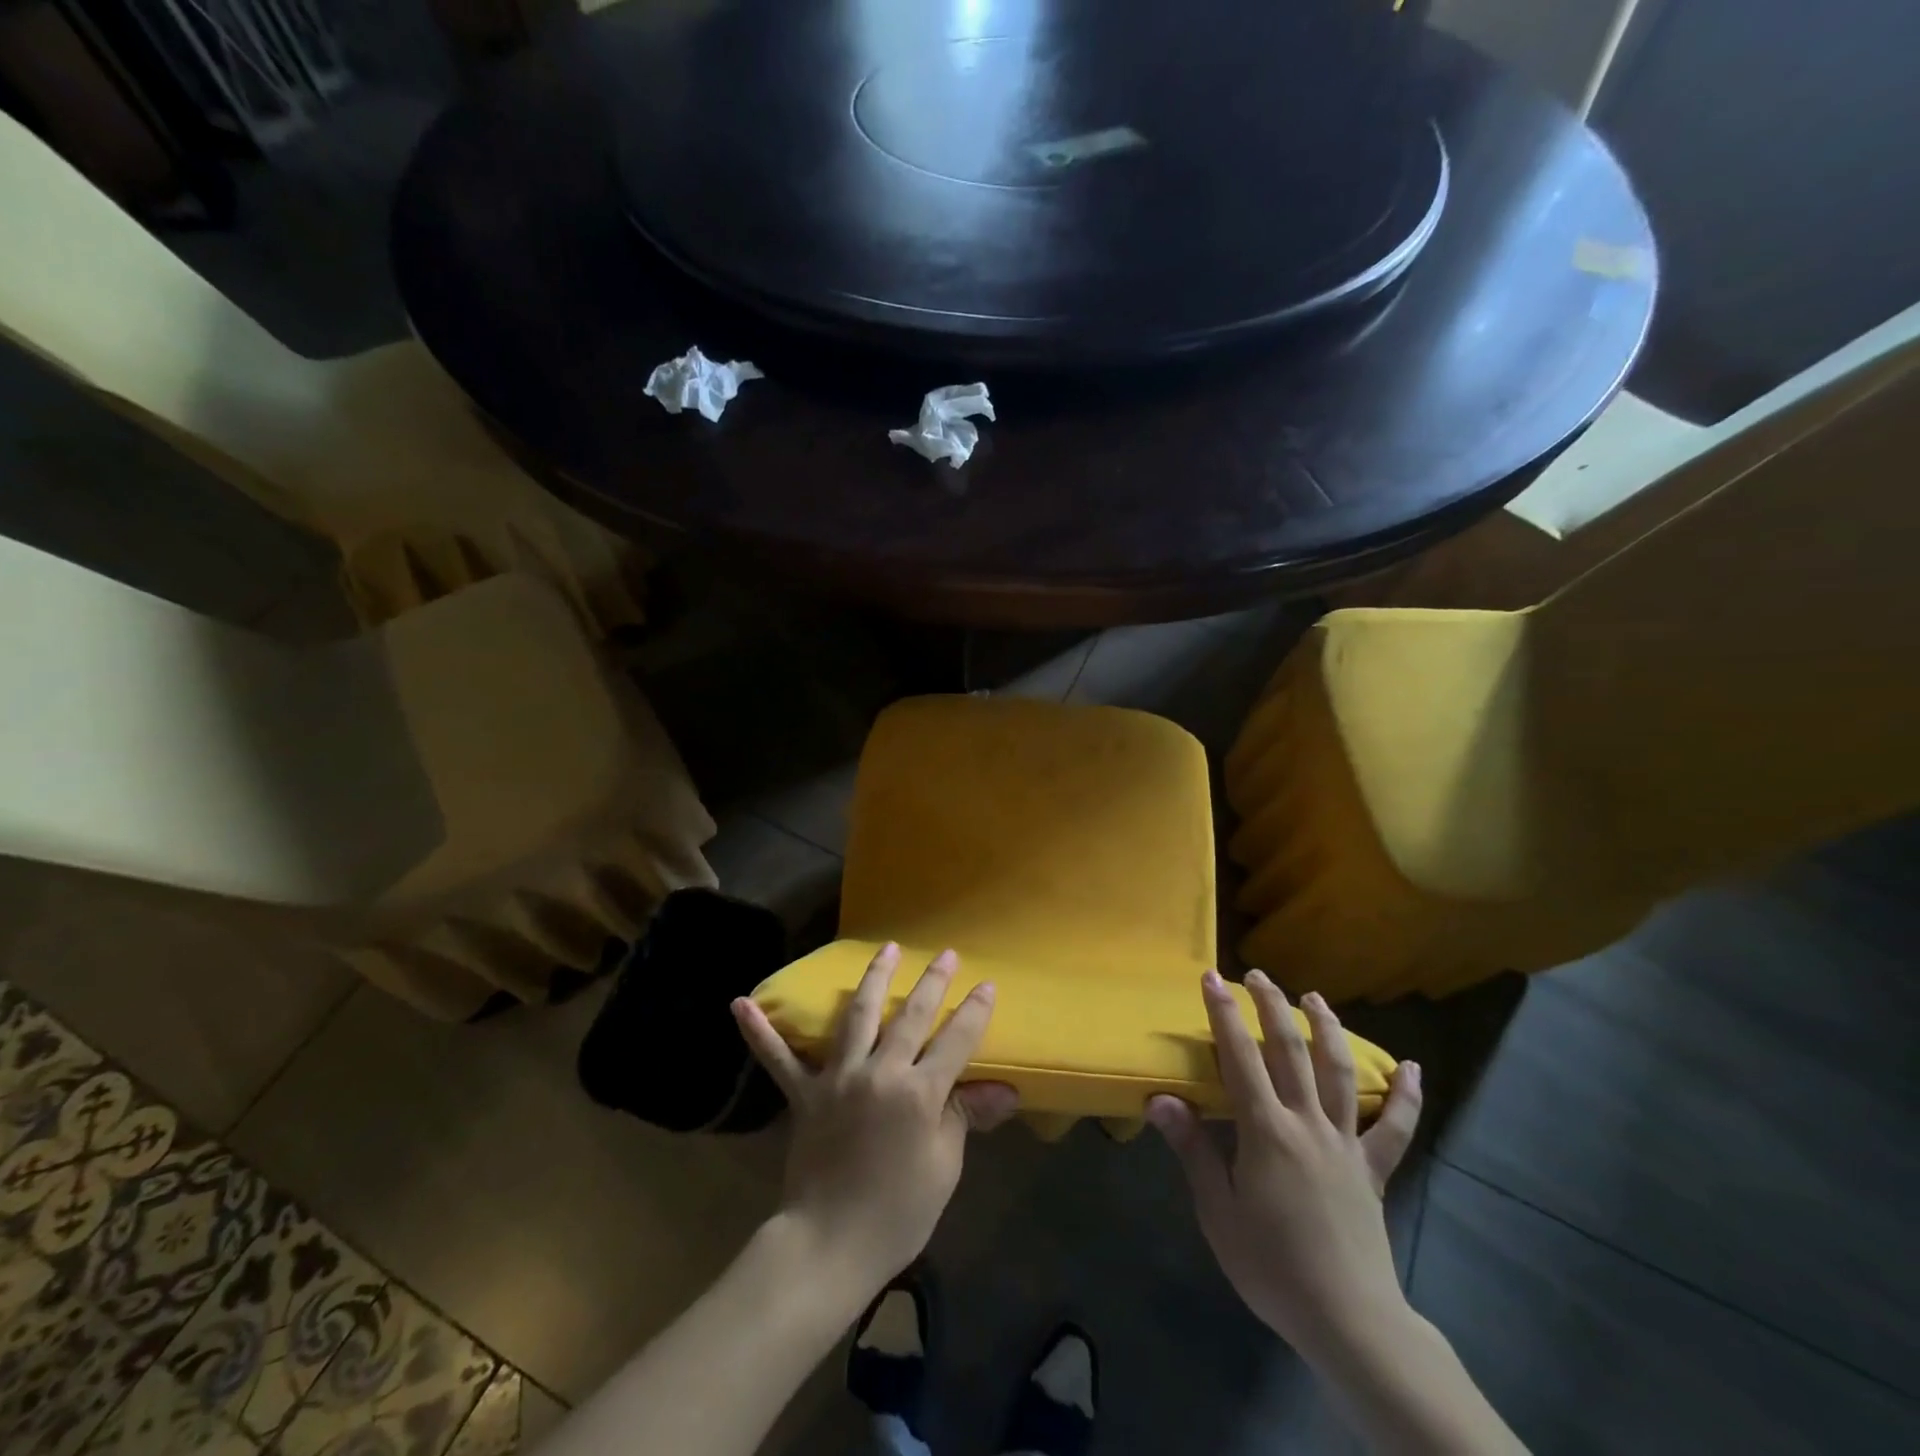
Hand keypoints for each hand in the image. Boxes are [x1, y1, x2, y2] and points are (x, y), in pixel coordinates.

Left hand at [732, 943, 1018, 1293]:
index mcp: (919, 1093)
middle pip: (910, 1017)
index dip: (974, 1011)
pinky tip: (741, 1003)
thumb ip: (964, 1117)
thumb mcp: (943, 1166)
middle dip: (932, 983)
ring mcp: (837, 1079)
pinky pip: (779, 1059)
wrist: (830, 1246)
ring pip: (857, 1017)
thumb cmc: (898, 1213)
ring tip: (886, 949)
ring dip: (873, 979)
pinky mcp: (804, 1095)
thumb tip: (1003, 1089)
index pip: (955, 1041)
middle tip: (946, 955)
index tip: (986, 984)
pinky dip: (760, 1032)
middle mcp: (879, 1073)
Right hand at [1146, 969, 1422, 1364]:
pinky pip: (1394, 1127)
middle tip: (1258, 975)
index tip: (1211, 978)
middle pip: (1289, 1051)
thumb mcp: (1218, 1211)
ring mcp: (1345, 1143)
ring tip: (1315, 998)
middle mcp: (1307, 1123)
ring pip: (1338, 1072)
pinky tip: (1412, 1069)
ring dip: (1327, 1029)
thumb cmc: (1271, 1265)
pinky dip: (1405, 1096)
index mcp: (1266, 1130)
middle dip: (1272, 1007)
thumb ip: (1193, 1149)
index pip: (1239, 1057)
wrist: (1349, 1321)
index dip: (1223, 1014)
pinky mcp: (1374, 1169)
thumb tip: (1160, 1099)